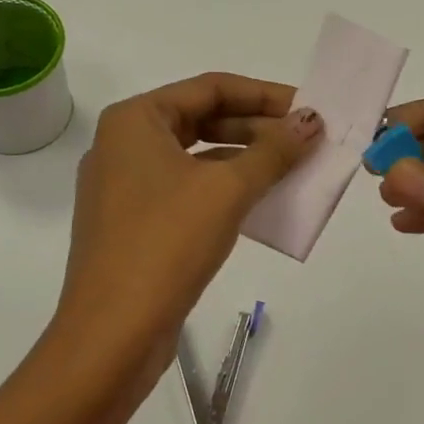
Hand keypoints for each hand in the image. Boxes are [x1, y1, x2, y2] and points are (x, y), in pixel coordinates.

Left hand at [50, 73, 321, 400]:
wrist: (111, 335)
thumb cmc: (166, 244)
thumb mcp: (227, 190)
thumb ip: (274, 150)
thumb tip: (312, 120)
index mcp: (135, 120)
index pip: (210, 87)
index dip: (264, 95)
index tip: (308, 108)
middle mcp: (124, 145)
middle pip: (202, 119)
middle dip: (258, 127)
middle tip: (307, 139)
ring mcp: (125, 186)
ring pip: (196, 156)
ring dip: (246, 159)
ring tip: (294, 167)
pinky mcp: (133, 223)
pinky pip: (187, 189)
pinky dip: (225, 189)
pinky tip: (262, 201)